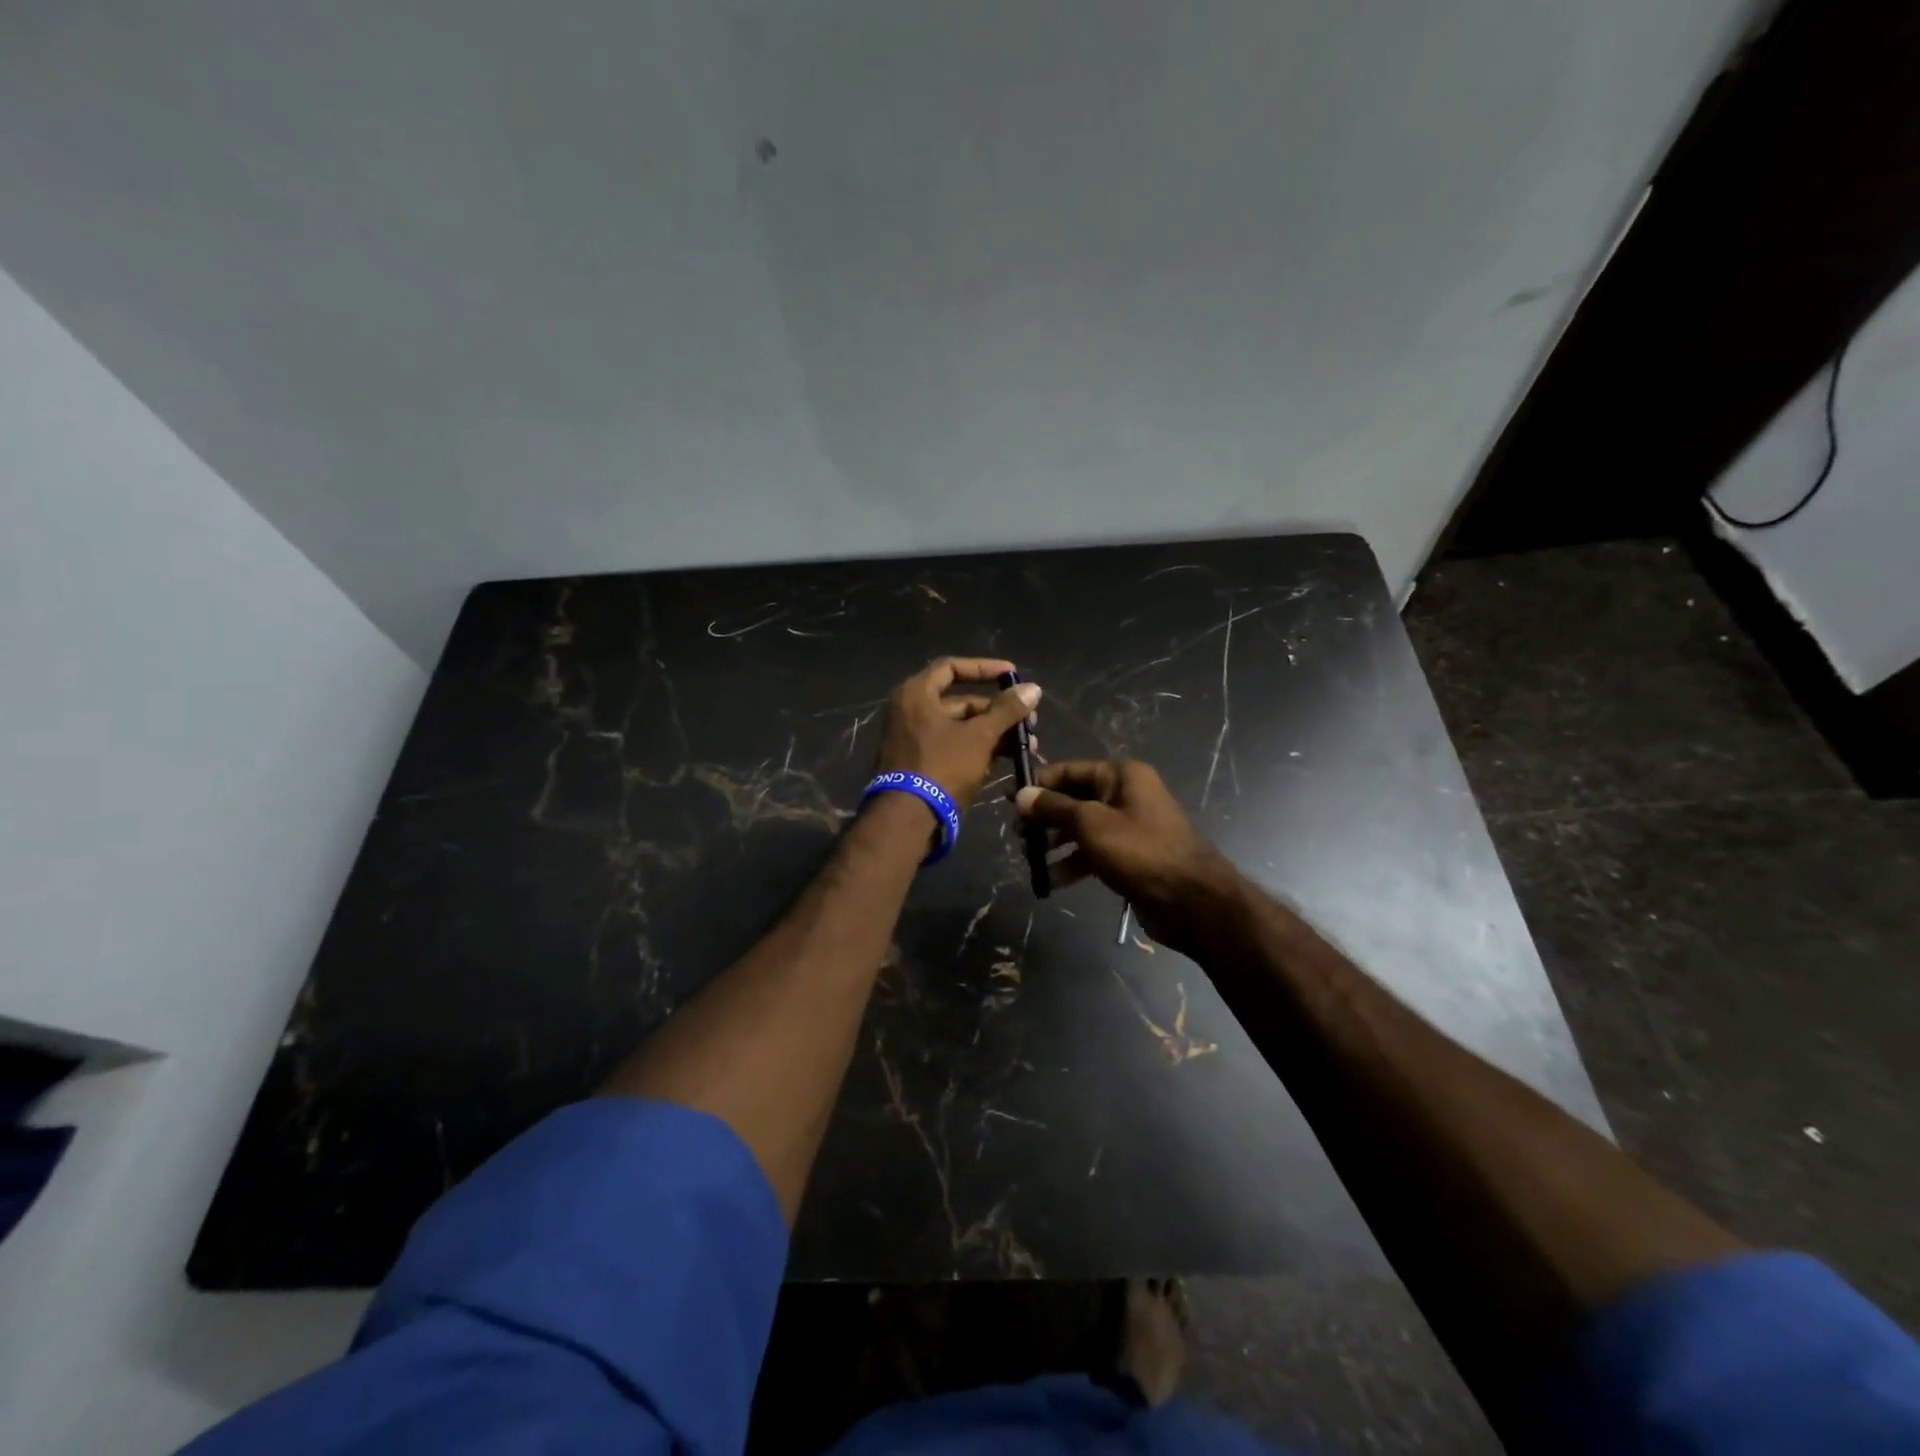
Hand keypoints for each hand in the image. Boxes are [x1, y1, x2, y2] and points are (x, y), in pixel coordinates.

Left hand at [875, 656, 1041, 807]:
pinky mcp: (920, 764)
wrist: (908, 818)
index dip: (984, 668)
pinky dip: (978, 749)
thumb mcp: (979, 736)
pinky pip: (953, 747)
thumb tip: (1033, 688)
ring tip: (1026, 744)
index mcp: (916, 694)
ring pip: (960, 727)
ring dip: (993, 733)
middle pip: (960, 701)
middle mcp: (910, 711)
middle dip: (997, 711)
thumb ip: (1007, 710)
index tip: (1013, 675)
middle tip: (1028, 720)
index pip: (952, 668)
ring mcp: (913, 739)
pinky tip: (1007, 758)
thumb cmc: (942, 766)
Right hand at [1015, 759, 1240, 954]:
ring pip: (1081, 828)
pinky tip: (1051, 881)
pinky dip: (1073, 863)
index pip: (1069, 770)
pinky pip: (1093, 852)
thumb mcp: (1090, 824)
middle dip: (1044, 817)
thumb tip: (1022, 794)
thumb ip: (1053, 808)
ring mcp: (1129, 826)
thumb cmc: (1139, 850)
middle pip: (1074, 799)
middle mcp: (1125, 794)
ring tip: (1029, 859)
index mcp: (1121, 775)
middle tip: (1016, 835)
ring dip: (1055, 843)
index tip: (1009, 801)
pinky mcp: (1130, 855)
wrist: (1191, 900)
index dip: (1039, 784)